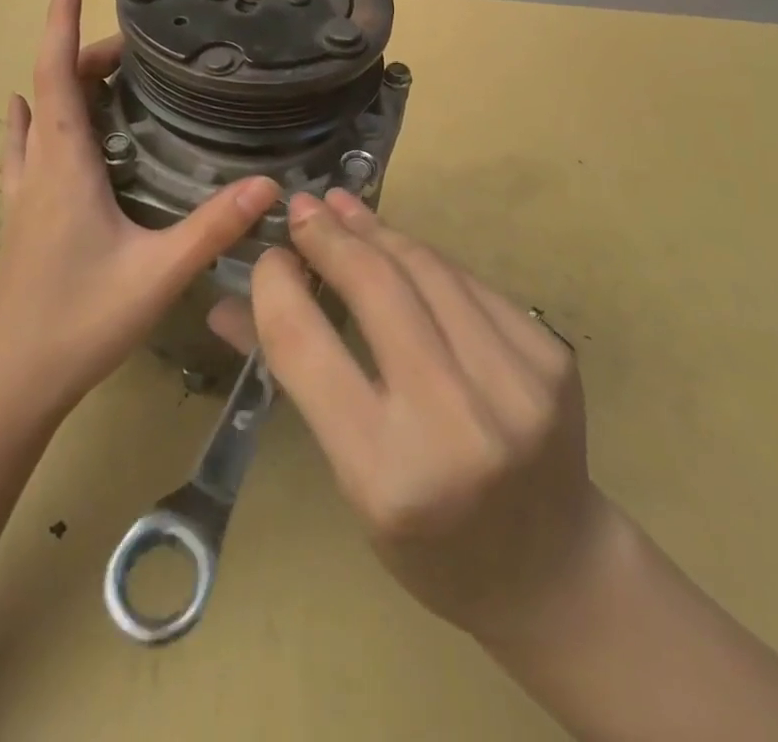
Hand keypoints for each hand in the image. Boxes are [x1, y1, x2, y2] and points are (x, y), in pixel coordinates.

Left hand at [0, 0, 277, 418]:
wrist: (15, 380)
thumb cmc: (83, 321)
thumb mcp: (159, 273)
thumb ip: (214, 227)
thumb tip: (269, 185)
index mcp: (64, 167)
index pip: (56, 76)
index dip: (60, 24)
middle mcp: (38, 168)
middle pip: (50, 88)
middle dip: (83, 53)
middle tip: (133, 48)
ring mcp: (21, 192)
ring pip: (35, 116)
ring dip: (59, 82)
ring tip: (101, 71)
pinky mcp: (20, 215)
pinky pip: (23, 148)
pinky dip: (34, 118)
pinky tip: (35, 117)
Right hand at [210, 190, 604, 644]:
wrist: (551, 570)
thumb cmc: (429, 541)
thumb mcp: (350, 478)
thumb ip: (294, 380)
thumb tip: (225, 305)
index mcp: (386, 474)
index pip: (306, 346)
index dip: (276, 286)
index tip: (266, 255)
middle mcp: (456, 424)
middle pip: (377, 289)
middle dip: (331, 238)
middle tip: (303, 207)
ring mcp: (516, 385)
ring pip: (428, 271)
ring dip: (379, 231)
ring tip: (345, 207)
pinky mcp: (551, 357)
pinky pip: (471, 283)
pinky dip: (426, 257)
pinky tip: (400, 243)